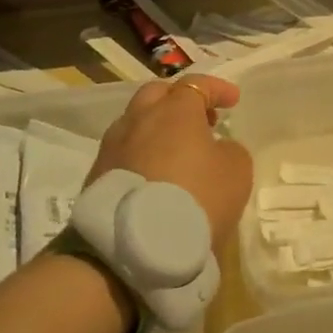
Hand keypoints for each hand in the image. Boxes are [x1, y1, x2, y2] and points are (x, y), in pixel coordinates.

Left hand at [87, 75, 253, 245]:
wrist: (134, 248)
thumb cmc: (196, 199)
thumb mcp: (236, 172)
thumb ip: (230, 150)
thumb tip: (217, 149)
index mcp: (175, 110)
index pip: (197, 84)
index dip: (217, 89)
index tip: (233, 101)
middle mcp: (139, 119)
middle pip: (157, 95)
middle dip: (179, 101)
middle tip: (201, 119)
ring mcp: (112, 147)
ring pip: (136, 124)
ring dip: (157, 130)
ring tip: (177, 153)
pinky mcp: (96, 177)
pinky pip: (124, 154)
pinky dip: (142, 156)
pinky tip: (156, 177)